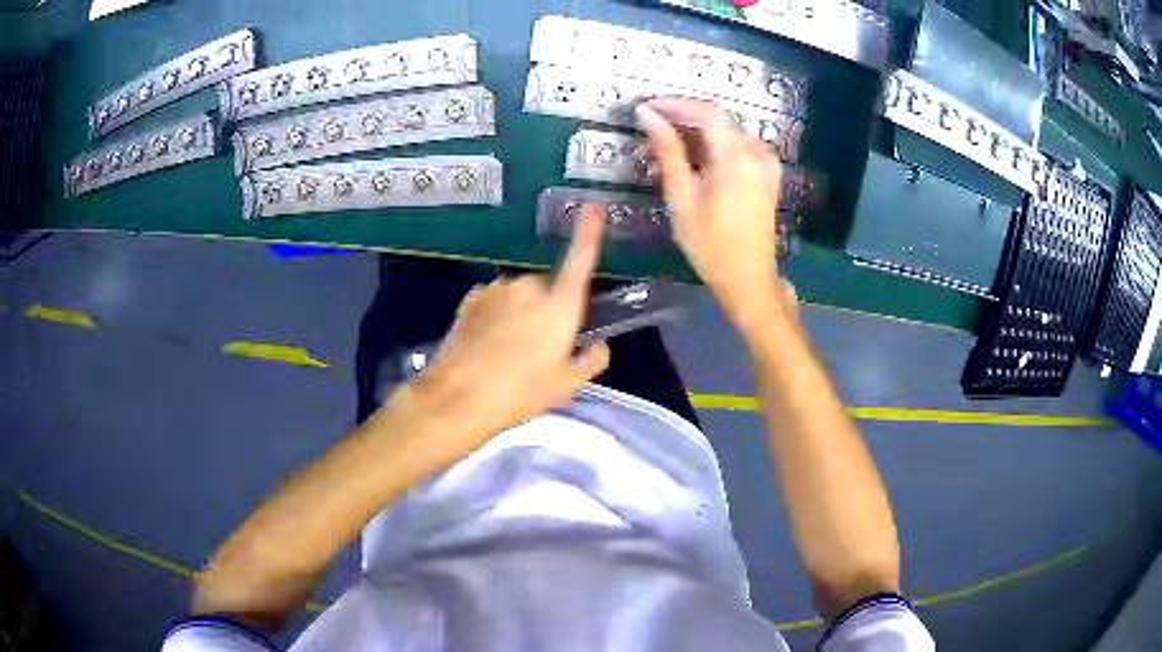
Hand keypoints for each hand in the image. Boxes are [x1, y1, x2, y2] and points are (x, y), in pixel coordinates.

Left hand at [408, 206, 610, 460]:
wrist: (457, 397)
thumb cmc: (520, 392)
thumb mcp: (568, 386)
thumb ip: (592, 359)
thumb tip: (597, 343)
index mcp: (560, 304)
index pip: (581, 259)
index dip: (589, 232)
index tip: (593, 205)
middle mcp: (529, 286)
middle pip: (550, 287)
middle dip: (550, 307)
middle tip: (543, 346)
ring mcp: (497, 288)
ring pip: (521, 294)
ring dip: (522, 312)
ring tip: (511, 351)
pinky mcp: (472, 297)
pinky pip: (497, 300)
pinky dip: (499, 315)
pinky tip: (490, 344)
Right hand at [636, 97, 784, 321]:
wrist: (749, 280)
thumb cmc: (710, 245)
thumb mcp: (682, 197)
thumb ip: (667, 150)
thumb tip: (648, 114)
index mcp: (737, 156)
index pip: (705, 111)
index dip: (674, 104)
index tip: (646, 109)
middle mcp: (757, 152)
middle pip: (716, 121)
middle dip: (680, 124)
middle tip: (647, 140)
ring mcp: (766, 163)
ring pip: (724, 134)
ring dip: (692, 139)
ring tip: (660, 159)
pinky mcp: (766, 175)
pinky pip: (736, 148)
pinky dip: (710, 150)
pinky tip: (688, 166)